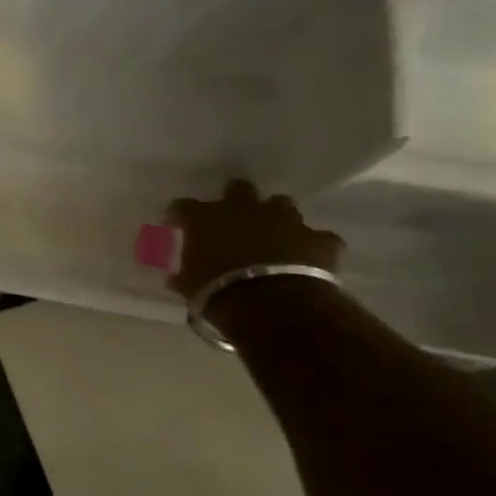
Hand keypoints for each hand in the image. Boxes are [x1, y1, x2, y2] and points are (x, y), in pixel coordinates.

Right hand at [167, 179, 343, 301]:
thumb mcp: (190, 286)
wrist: (274, 306)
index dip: (180, 215)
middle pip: (239, 188)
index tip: (178, 225)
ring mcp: (285, 220)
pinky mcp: (319, 240)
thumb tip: (177, 279)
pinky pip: (318, 238)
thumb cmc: (218, 291)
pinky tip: (310, 259)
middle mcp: (244, 208)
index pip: (183, 206)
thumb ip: (185, 276)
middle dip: (236, 199)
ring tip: (274, 237)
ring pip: (282, 205)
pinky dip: (313, 246)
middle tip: (233, 219)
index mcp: (205, 217)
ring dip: (276, 218)